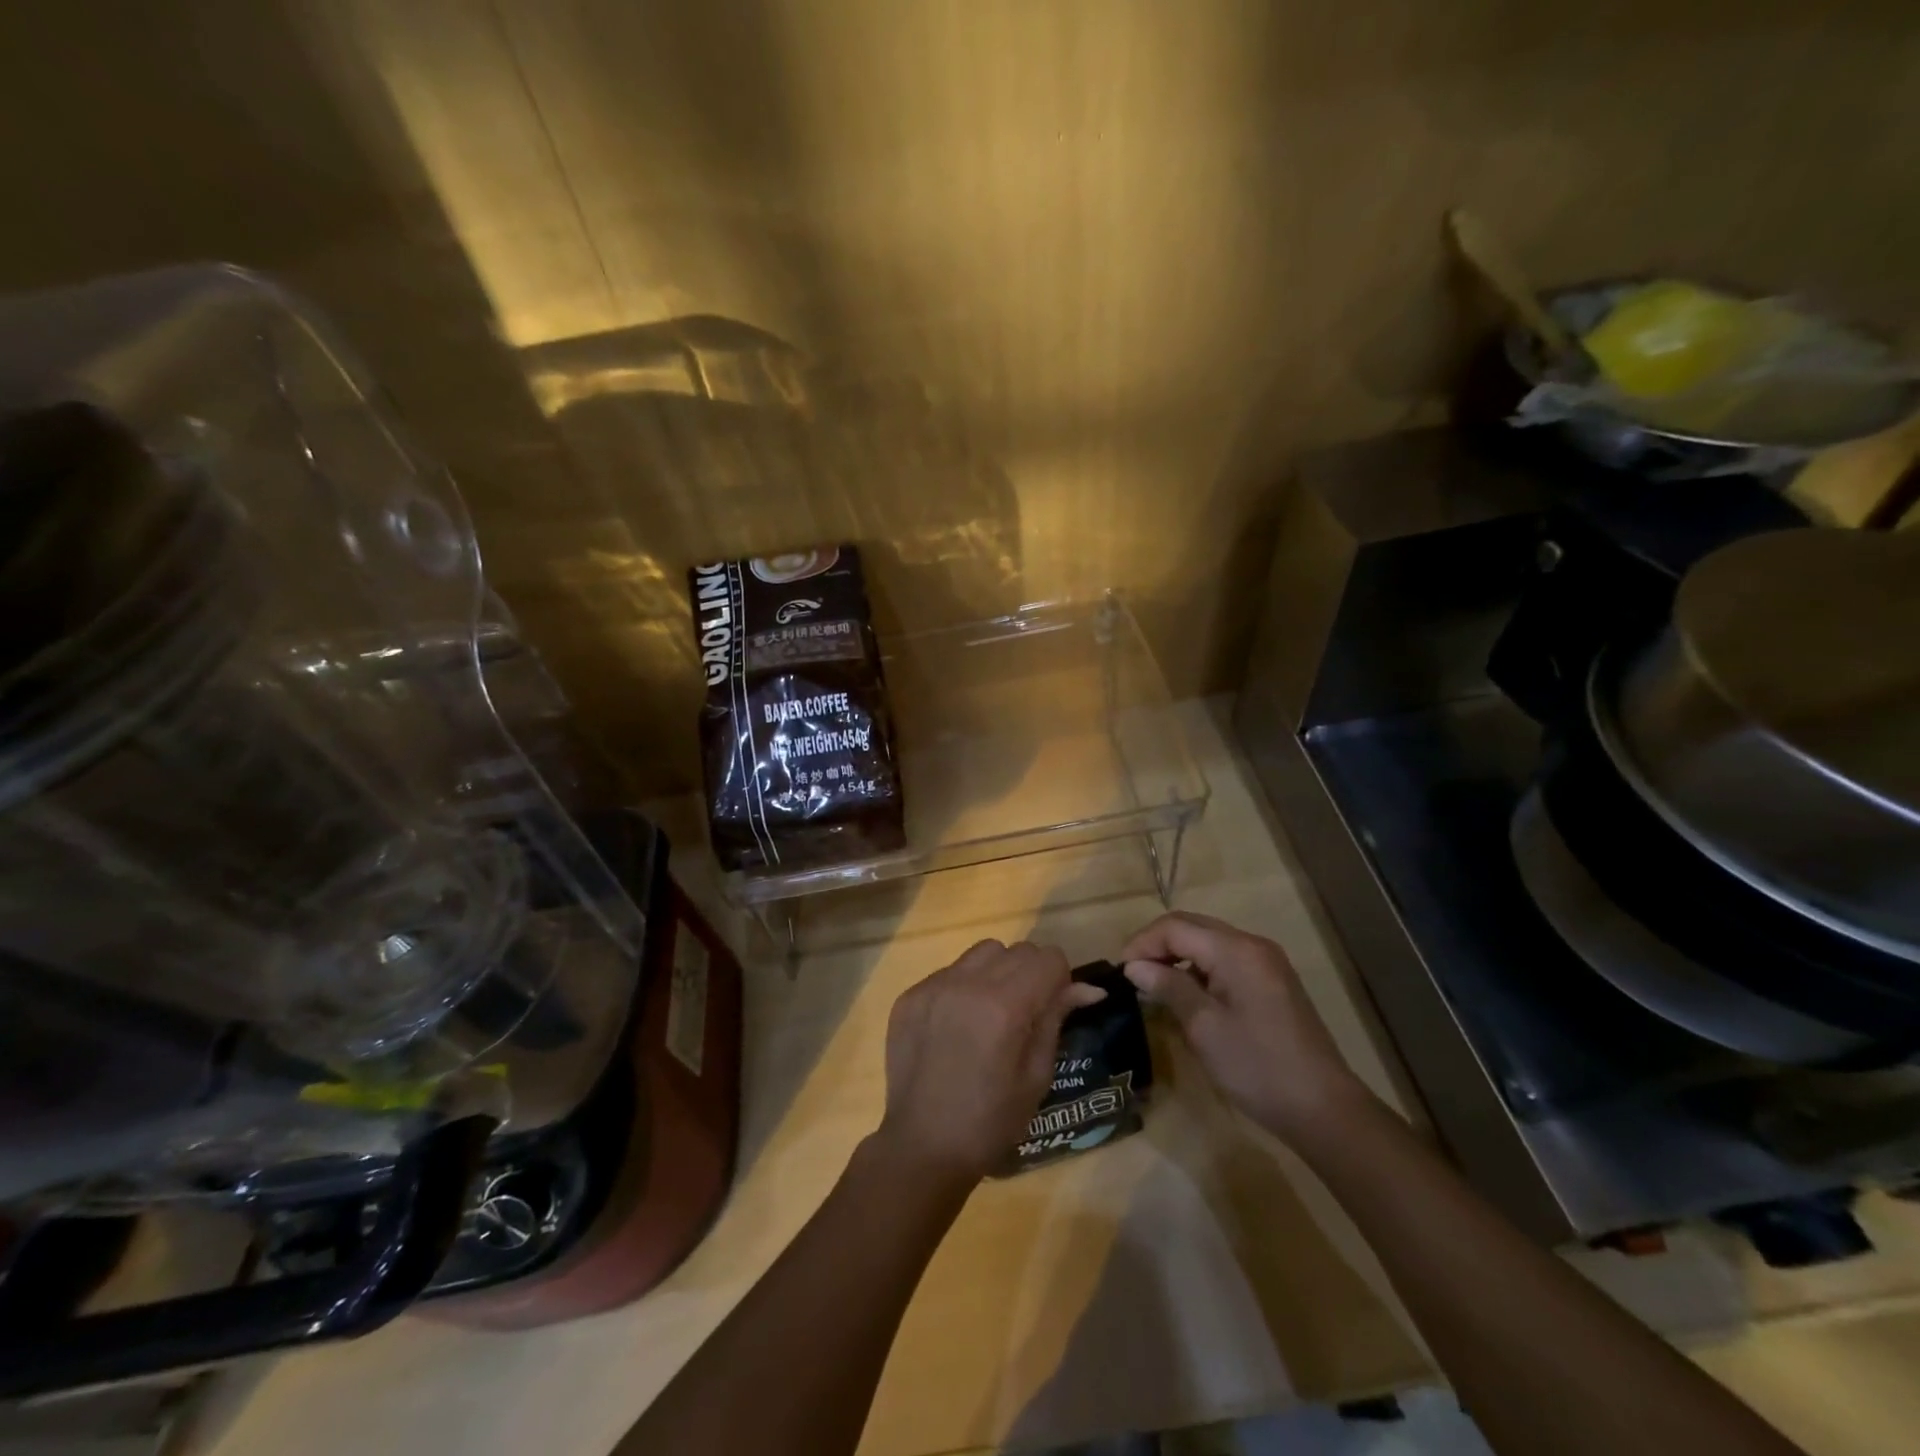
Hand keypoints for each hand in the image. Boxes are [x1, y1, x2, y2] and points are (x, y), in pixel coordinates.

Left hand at [875, 939, 1105, 1186]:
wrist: (923, 1146)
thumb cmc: (991, 1121)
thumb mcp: (1037, 1075)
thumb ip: (1056, 1019)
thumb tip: (1087, 988)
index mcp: (1004, 1005)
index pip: (1048, 959)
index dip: (1061, 979)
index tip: (1056, 1006)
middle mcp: (967, 983)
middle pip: (1018, 950)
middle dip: (1032, 974)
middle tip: (1027, 1013)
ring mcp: (934, 986)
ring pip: (982, 952)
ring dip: (998, 971)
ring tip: (992, 1012)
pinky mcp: (910, 995)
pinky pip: (950, 971)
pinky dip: (964, 986)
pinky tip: (959, 1024)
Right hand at [1122, 912, 1372, 1146]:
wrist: (1323, 1109)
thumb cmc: (1257, 1066)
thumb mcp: (1203, 1027)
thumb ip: (1168, 987)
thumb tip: (1135, 967)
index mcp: (1236, 950)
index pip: (1175, 927)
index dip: (1142, 943)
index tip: (1120, 972)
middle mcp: (1252, 945)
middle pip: (1192, 927)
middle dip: (1157, 945)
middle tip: (1132, 974)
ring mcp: (1266, 963)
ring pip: (1209, 942)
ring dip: (1177, 956)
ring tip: (1153, 984)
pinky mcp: (1271, 983)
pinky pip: (1225, 961)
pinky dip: (1199, 969)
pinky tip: (1186, 995)